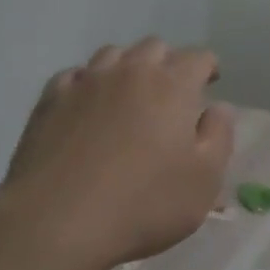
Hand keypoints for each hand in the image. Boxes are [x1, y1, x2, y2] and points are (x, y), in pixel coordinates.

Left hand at [0, 38, 233, 269]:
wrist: (57, 222)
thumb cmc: (143, 204)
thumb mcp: (204, 180)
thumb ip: (219, 136)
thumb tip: (219, 107)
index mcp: (172, 86)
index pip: (198, 57)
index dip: (208, 67)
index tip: (211, 82)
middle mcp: (129, 72)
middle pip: (154, 47)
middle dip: (168, 62)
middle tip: (172, 92)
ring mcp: (86, 82)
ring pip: (113, 54)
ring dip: (128, 67)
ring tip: (130, 94)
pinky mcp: (50, 100)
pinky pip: (75, 75)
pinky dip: (88, 83)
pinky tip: (88, 105)